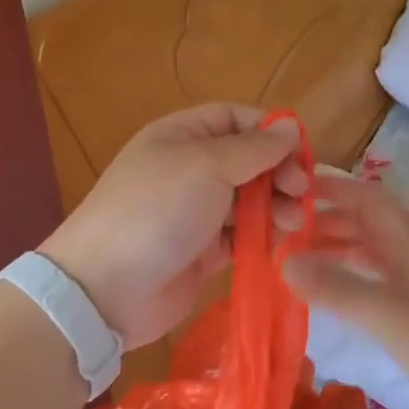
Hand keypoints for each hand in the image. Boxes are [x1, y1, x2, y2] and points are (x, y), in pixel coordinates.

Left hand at [40, 102, 307, 345]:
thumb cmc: (156, 211)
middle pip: (248, 160)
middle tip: (302, 192)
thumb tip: (289, 126)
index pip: (236, 119)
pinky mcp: (204, 251)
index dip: (270, 131)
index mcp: (182, 136)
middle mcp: (190, 168)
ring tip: (292, 222)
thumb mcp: (205, 167)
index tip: (300, 154)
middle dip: (279, 172)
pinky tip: (281, 242)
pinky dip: (263, 235)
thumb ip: (253, 148)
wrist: (106, 289)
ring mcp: (197, 211)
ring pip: (249, 199)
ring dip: (276, 205)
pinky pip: (242, 234)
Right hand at [281, 175, 408, 408]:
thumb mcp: (388, 312)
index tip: (289, 191)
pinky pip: (379, 283)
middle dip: (324, 222)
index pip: (364, 196)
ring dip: (336, 253)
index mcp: (407, 237)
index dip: (330, 188)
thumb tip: (284, 262)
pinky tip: (333, 300)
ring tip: (296, 265)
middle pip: (364, 223)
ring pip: (370, 254)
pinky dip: (352, 283)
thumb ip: (337, 287)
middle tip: (280, 234)